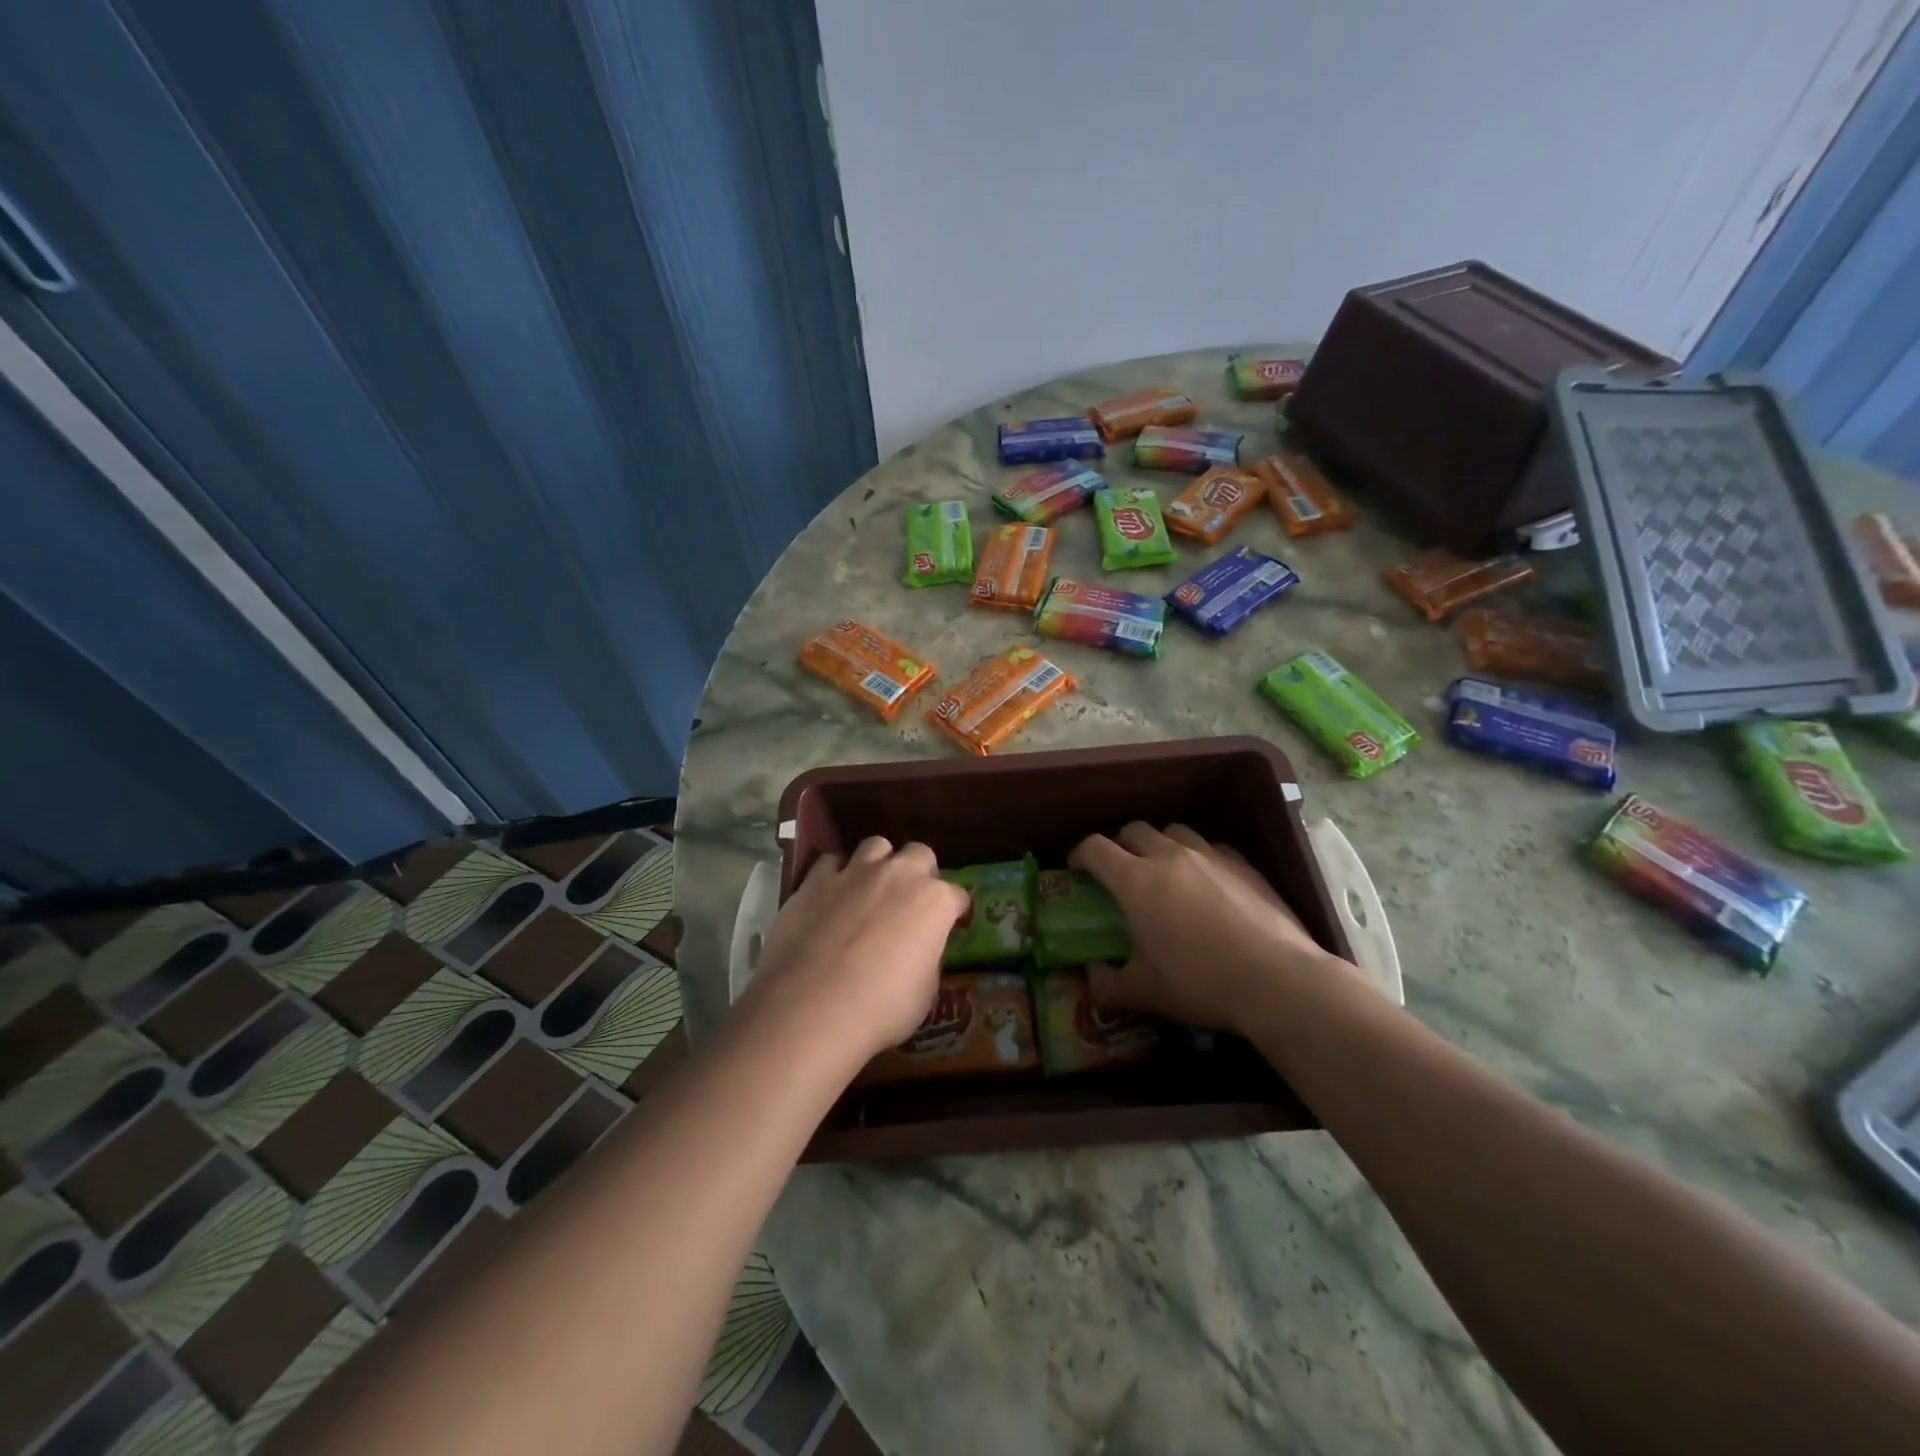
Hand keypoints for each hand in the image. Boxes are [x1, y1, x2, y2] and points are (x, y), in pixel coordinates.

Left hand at [746, 837, 969, 1062]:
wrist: (812, 1007)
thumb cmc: (881, 1008)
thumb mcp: (924, 992)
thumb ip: (926, 957)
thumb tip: (917, 950)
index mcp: (934, 902)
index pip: (956, 896)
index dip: (953, 911)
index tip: (949, 923)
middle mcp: (899, 874)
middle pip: (920, 854)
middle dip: (920, 872)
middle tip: (910, 900)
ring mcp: (855, 872)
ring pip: (876, 845)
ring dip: (879, 863)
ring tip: (870, 887)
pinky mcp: (816, 880)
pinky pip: (830, 863)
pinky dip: (835, 874)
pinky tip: (830, 895)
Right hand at [1070, 823, 1350, 1035]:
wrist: (1277, 980)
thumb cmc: (1200, 983)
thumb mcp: (1143, 993)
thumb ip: (1106, 984)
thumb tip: (1091, 976)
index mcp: (1135, 880)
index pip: (1095, 848)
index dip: (1079, 855)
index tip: (1077, 871)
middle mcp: (1169, 856)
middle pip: (1133, 830)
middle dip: (1119, 845)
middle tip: (1119, 873)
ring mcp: (1209, 855)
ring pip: (1173, 831)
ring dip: (1159, 845)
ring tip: (1163, 871)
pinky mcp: (1243, 864)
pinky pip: (1210, 846)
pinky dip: (1198, 857)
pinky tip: (1206, 882)